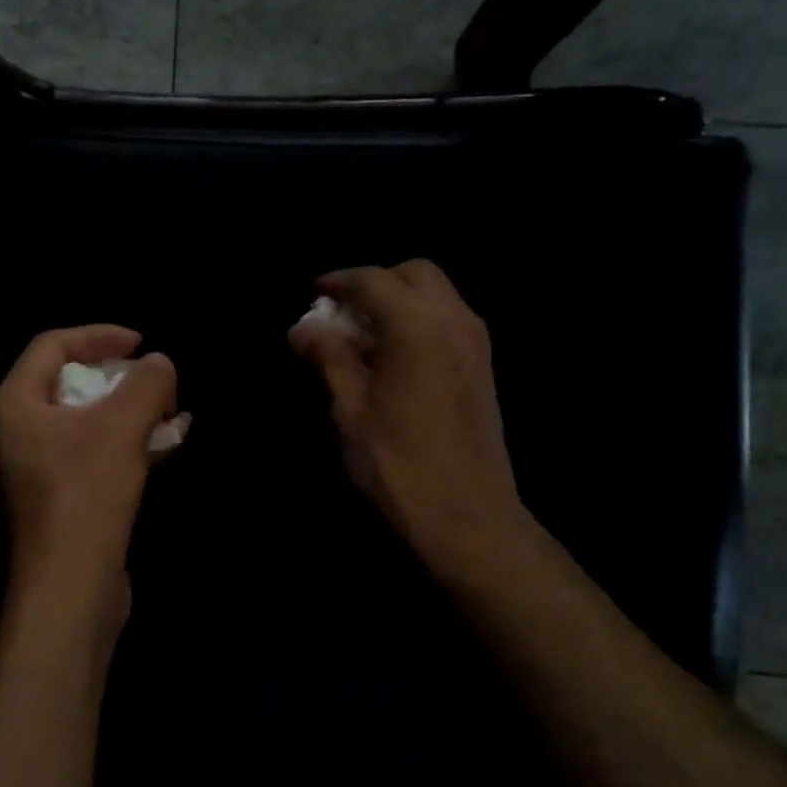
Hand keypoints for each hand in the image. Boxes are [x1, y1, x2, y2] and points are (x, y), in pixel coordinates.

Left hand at [0, 325, 179, 631]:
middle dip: (119, 376)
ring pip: (86, 420)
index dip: (99, 335)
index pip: (52, 346)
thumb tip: (160, 364)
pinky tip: (165, 444)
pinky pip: (93, 452)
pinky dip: (126, 442)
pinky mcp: (60, 496)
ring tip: (171, 411)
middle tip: (157, 380)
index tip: (141, 343)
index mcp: (14, 404)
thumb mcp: (122, 425)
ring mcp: (36, 467)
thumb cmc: (87, 493)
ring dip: (129, 411)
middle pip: (69, 382)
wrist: (72, 585)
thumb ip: (146, 383)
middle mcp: (16, 431)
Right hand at [290, 260, 532, 574]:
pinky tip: (394, 357)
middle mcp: (453, 320)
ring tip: (364, 337)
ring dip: (399, 300)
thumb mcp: (350, 410)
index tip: (315, 293)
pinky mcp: (483, 364)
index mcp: (416, 326)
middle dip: (375, 283)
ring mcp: (475, 341)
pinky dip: (419, 320)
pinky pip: (448, 319)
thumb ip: (328, 358)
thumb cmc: (397, 463)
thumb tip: (302, 328)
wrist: (467, 514)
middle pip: (414, 273)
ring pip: (436, 294)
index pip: (372, 281)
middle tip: (343, 314)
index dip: (339, 282)